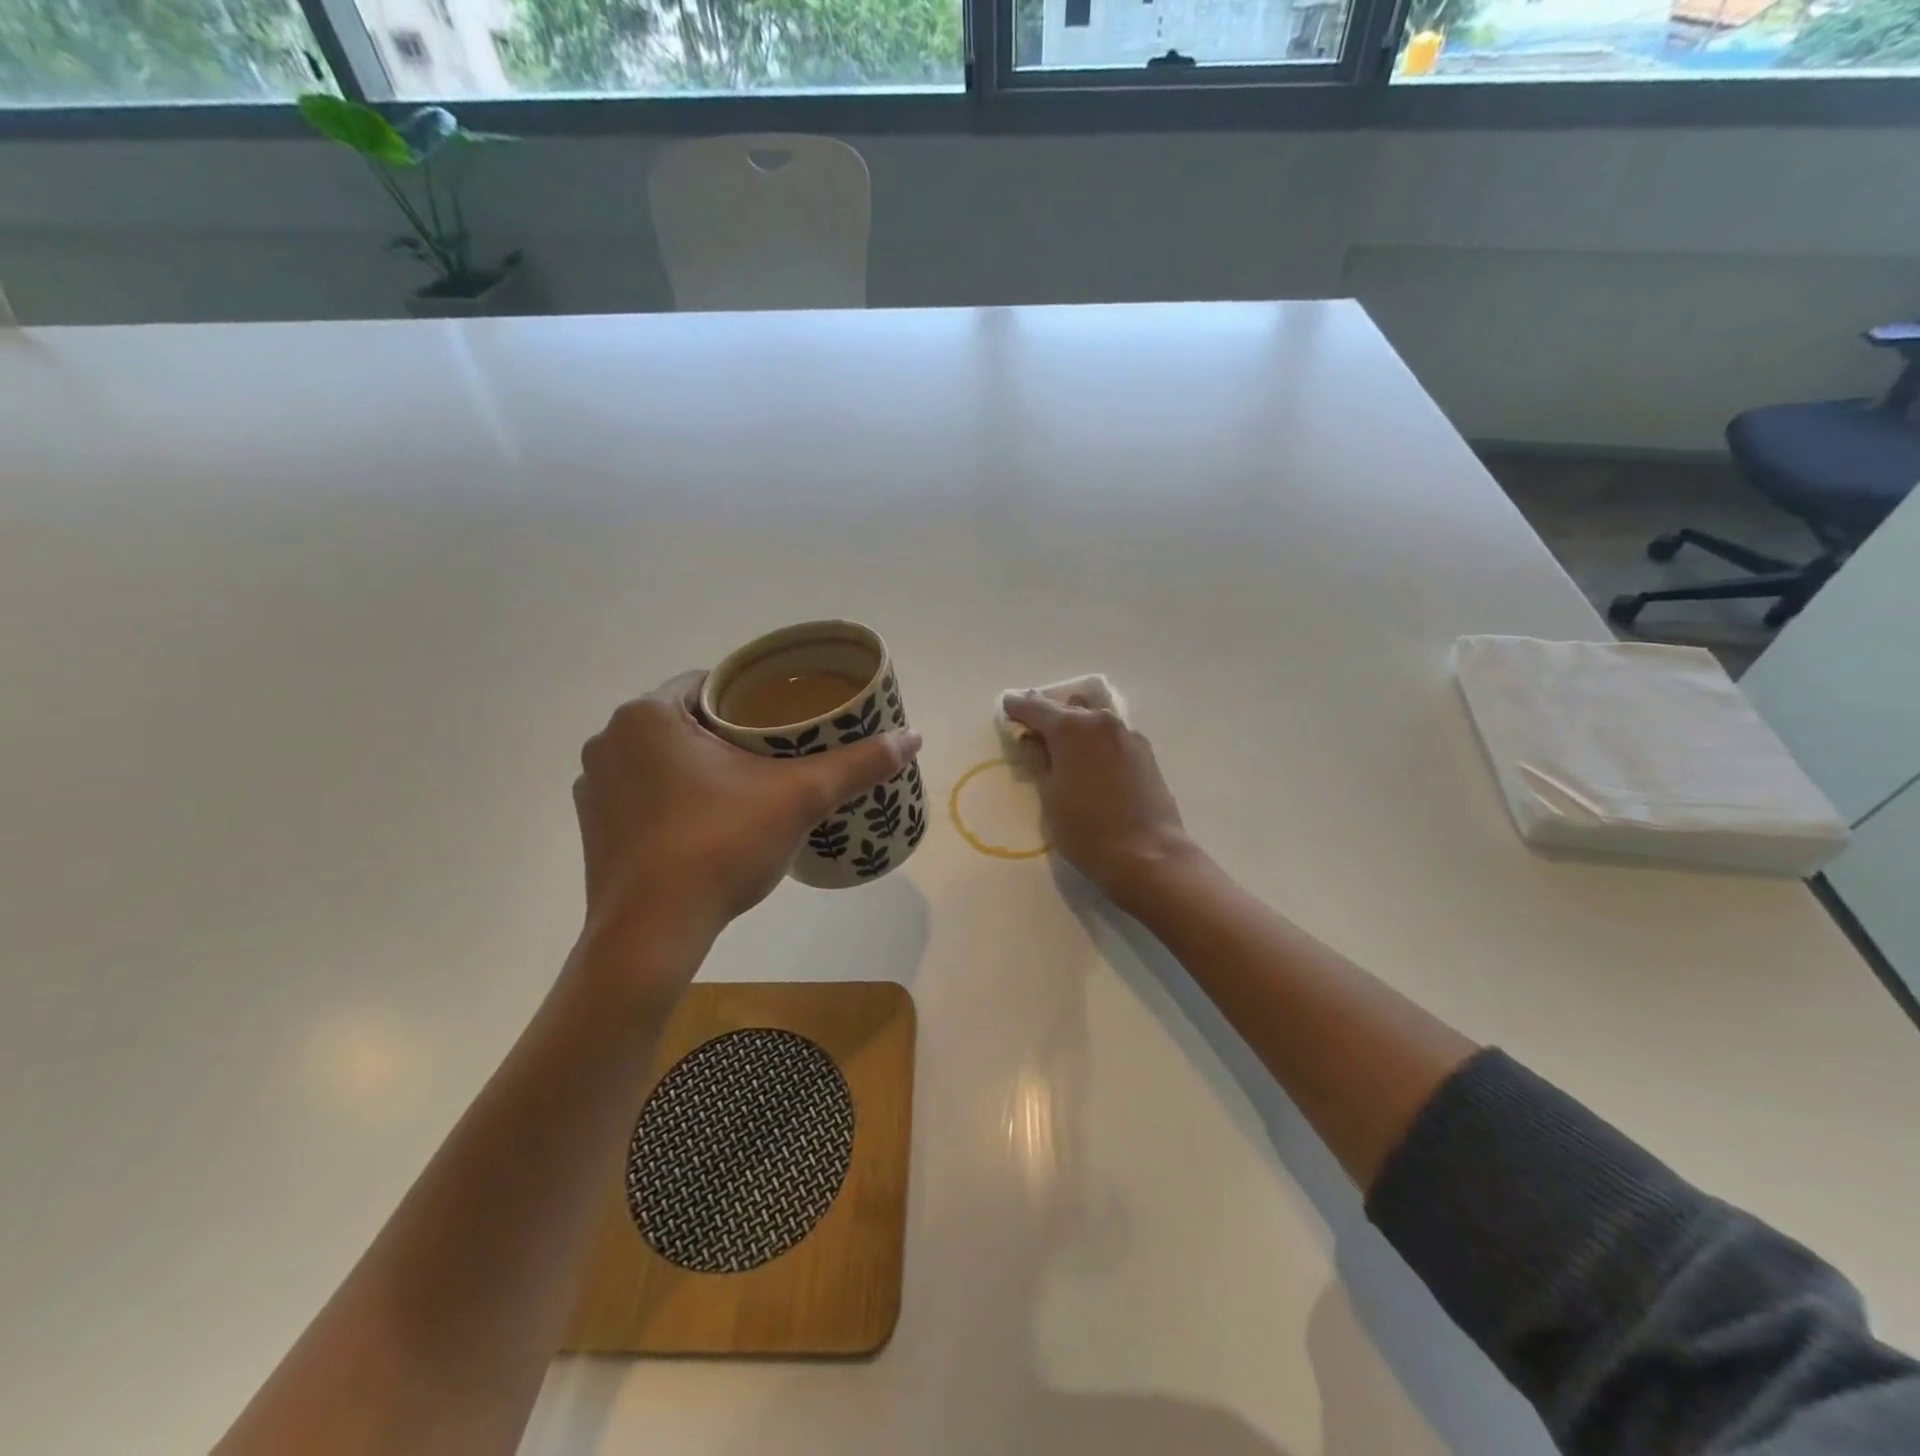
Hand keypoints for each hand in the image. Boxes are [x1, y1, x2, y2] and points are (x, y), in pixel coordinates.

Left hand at [576, 672, 920, 950]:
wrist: (651, 935)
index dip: (752, 697)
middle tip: (776, 754)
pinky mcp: (592, 825)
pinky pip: (642, 790)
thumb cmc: (719, 847)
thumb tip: (914, 737)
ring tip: (745, 787)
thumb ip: (856, 764)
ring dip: (697, 763)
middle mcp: (609, 738)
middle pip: (687, 718)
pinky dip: (672, 795)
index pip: (711, 683)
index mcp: (648, 713)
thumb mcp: (799, 799)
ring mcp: (593, 784)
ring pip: (662, 755)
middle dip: (728, 731)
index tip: (784, 719)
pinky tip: (705, 820)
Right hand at [1000, 690, 1193, 906]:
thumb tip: (1034, 742)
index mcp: (1072, 729)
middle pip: (1068, 709)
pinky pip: (1112, 737)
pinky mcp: (1145, 754)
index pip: (1037, 708)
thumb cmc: (1087, 829)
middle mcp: (1101, 722)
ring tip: (1062, 746)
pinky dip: (1096, 742)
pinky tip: (1090, 761)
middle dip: (1048, 715)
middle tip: (1032, 729)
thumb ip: (1039, 762)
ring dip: (1076, 727)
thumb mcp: (1050, 797)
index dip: (1019, 706)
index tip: (1007, 706)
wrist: (1147, 855)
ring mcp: (1128, 736)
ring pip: (1094, 720)